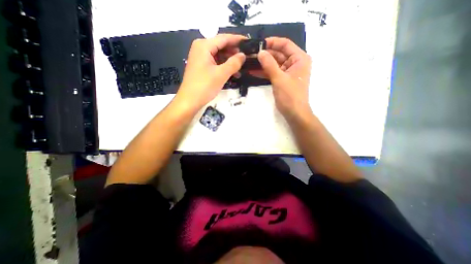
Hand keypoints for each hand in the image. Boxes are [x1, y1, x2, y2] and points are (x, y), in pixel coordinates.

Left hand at [173, 33, 246, 109]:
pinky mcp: (202, 67)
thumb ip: (234, 63)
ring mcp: (201, 58)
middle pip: (221, 46)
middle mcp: (201, 49)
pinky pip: (216, 63)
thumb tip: (243, 55)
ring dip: (230, 61)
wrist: (190, 101)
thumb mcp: (221, 74)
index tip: (249, 42)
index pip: (224, 38)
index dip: (237, 40)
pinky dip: (224, 67)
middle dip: (234, 52)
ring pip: (219, 56)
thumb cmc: (204, 86)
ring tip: (242, 67)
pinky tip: (233, 73)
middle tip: (247, 57)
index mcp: (204, 46)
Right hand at [249, 37, 311, 118]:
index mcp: (299, 59)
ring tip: (249, 62)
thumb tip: (260, 52)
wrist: (294, 113)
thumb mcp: (279, 78)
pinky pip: (273, 73)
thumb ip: (269, 64)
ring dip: (263, 64)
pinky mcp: (282, 80)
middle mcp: (295, 63)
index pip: (285, 44)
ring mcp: (288, 72)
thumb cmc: (290, 95)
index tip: (259, 44)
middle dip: (265, 54)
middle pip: (278, 54)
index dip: (272, 42)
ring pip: (274, 64)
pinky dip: (264, 72)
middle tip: (250, 54)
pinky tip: (253, 71)